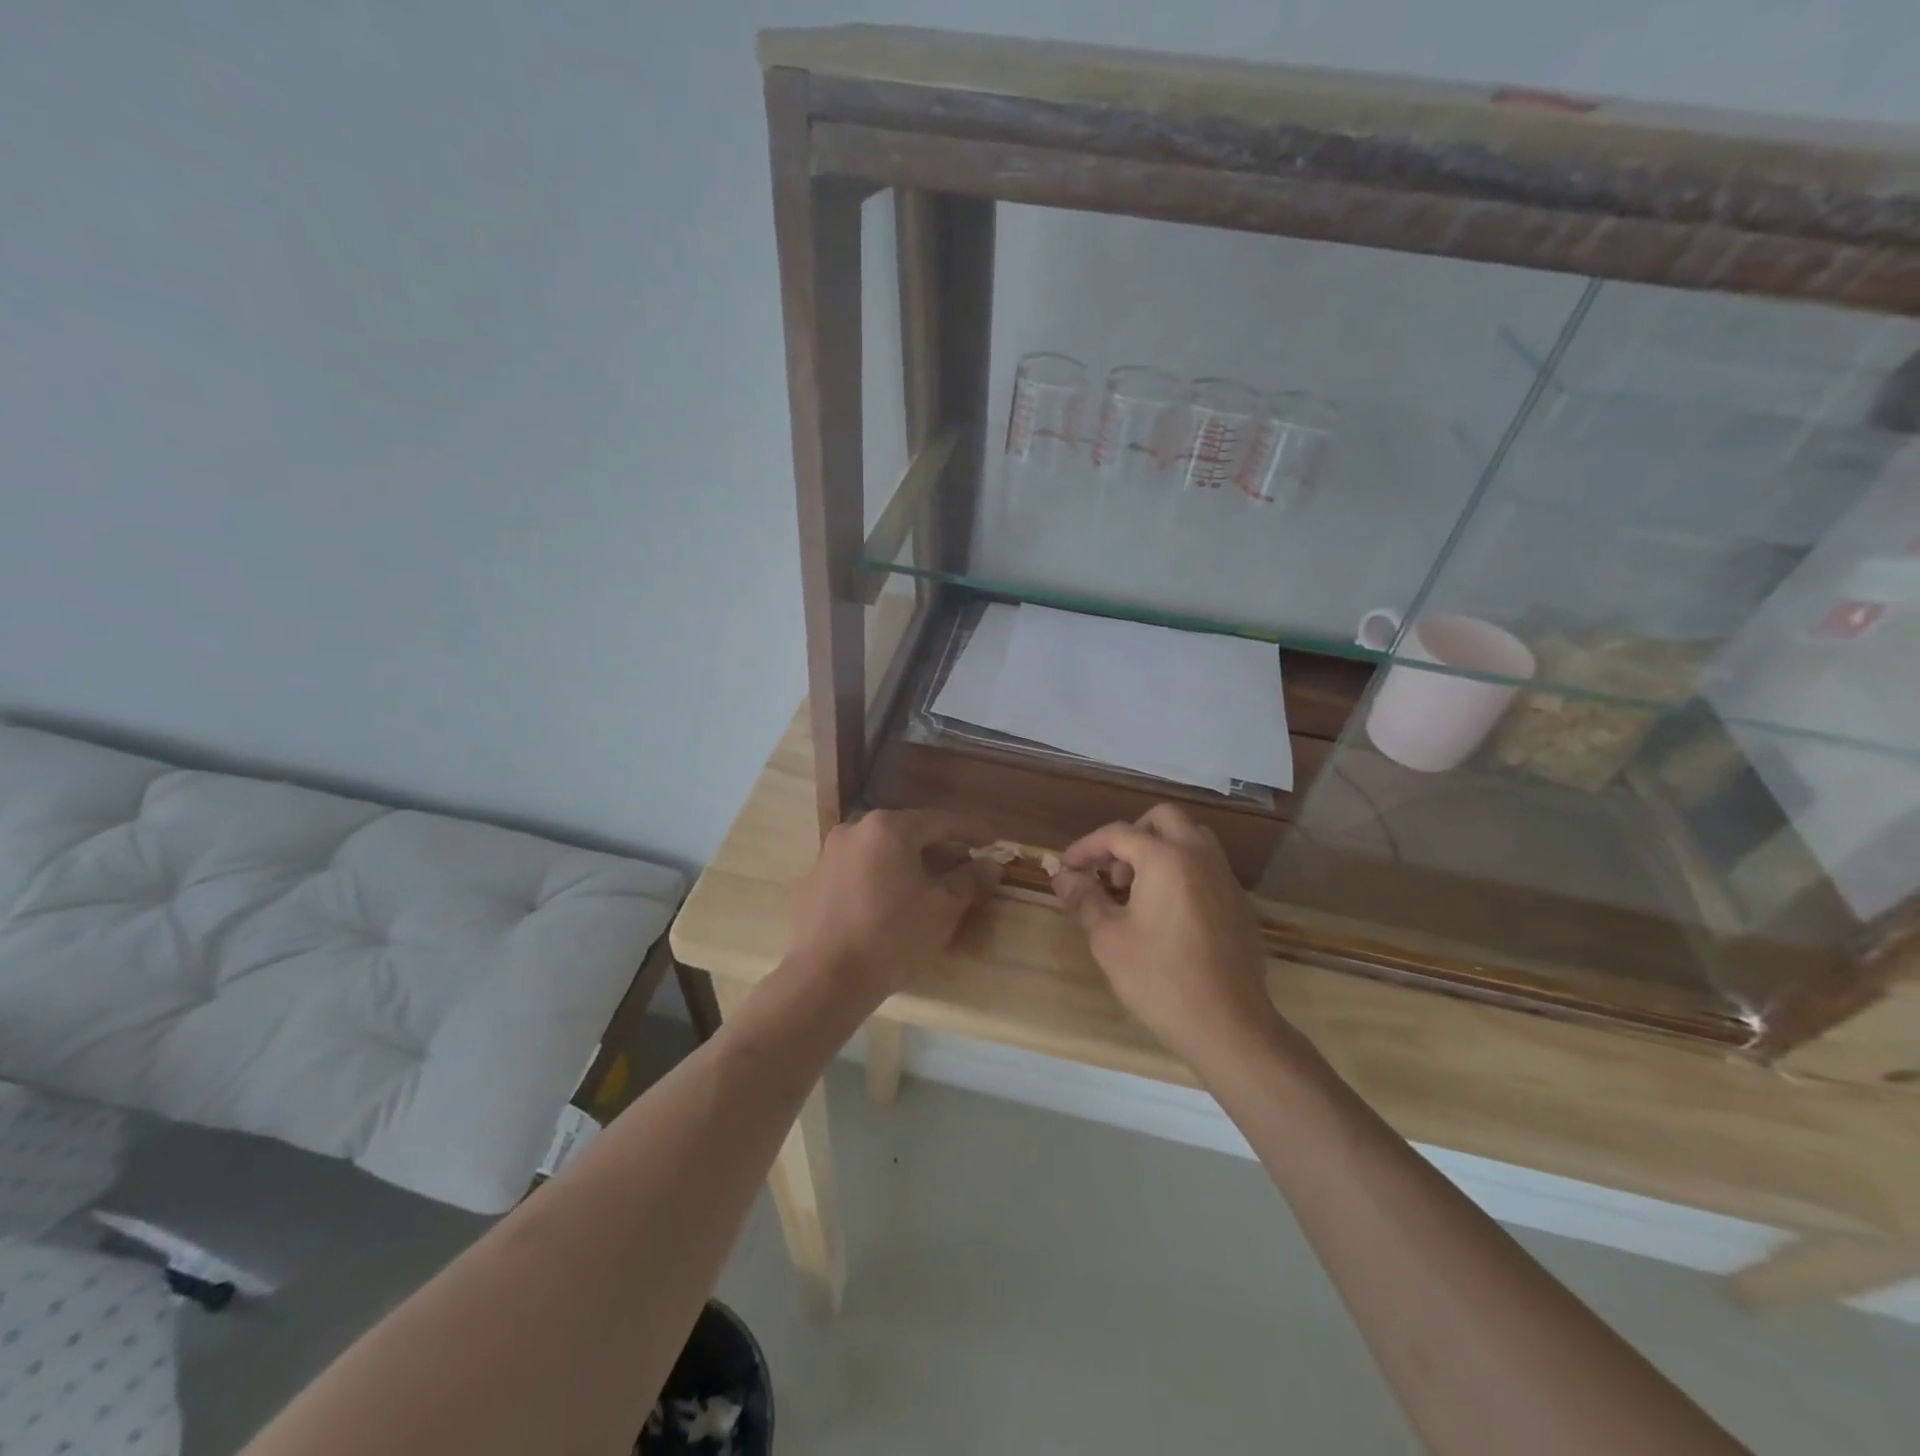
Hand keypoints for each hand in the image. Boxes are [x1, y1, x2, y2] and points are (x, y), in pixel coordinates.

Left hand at [787, 809, 999, 1006]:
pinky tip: (889, 905)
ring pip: (880, 852)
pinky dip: (879, 880)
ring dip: (907, 864)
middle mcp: (854, 830)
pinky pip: (857, 873)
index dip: (971, 830)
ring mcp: (828, 856)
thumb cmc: (892, 936)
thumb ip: (969, 879)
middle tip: (963, 866)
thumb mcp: (943, 908)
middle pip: (907, 833)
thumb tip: (990, 864)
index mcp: (888, 828)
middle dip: (938, 848)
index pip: (940, 821)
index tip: (992, 839)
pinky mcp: (811, 884)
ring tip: (928, 886)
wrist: (824, 980)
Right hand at [1051, 804, 1286, 1066]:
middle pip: (1163, 819)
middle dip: (1131, 835)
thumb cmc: (1160, 978)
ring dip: (1160, 848)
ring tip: (1138, 888)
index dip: (1087, 846)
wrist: (1228, 1025)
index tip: (1067, 867)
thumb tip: (1063, 877)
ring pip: (1191, 838)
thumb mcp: (1108, 938)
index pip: (1119, 833)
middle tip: (1112, 871)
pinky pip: (1207, 866)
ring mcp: (1225, 879)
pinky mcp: (1238, 903)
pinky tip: (1166, 912)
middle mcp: (1200, 856)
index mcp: (1167, 858)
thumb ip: (1084, 898)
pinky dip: (1182, 870)